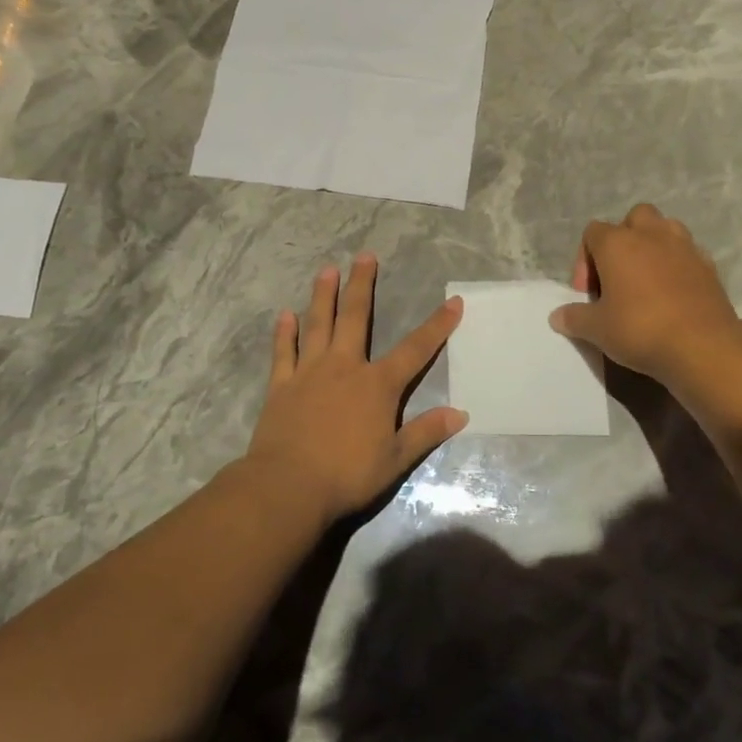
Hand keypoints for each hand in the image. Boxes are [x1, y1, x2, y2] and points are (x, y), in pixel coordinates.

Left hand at [244, 254, 466, 521]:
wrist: (289, 486)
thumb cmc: (348, 474)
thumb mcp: (396, 458)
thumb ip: (426, 432)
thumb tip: (460, 414)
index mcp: (377, 385)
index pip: (415, 349)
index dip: (437, 325)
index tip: (454, 300)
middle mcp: (345, 368)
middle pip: (356, 318)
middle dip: (362, 285)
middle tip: (365, 256)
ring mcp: (310, 373)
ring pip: (318, 325)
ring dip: (323, 296)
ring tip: (327, 270)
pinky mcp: (282, 386)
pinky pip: (284, 353)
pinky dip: (285, 333)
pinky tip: (285, 315)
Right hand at [548, 204, 741, 383]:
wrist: (702, 345)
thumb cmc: (640, 329)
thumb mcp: (597, 329)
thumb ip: (574, 318)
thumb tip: (557, 316)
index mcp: (617, 243)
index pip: (592, 232)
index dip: (584, 260)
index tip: (587, 292)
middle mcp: (651, 234)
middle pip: (634, 217)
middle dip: (623, 239)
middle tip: (618, 275)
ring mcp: (684, 246)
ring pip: (665, 228)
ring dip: (653, 245)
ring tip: (647, 278)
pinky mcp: (709, 265)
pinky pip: (687, 252)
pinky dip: (677, 264)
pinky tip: (672, 292)